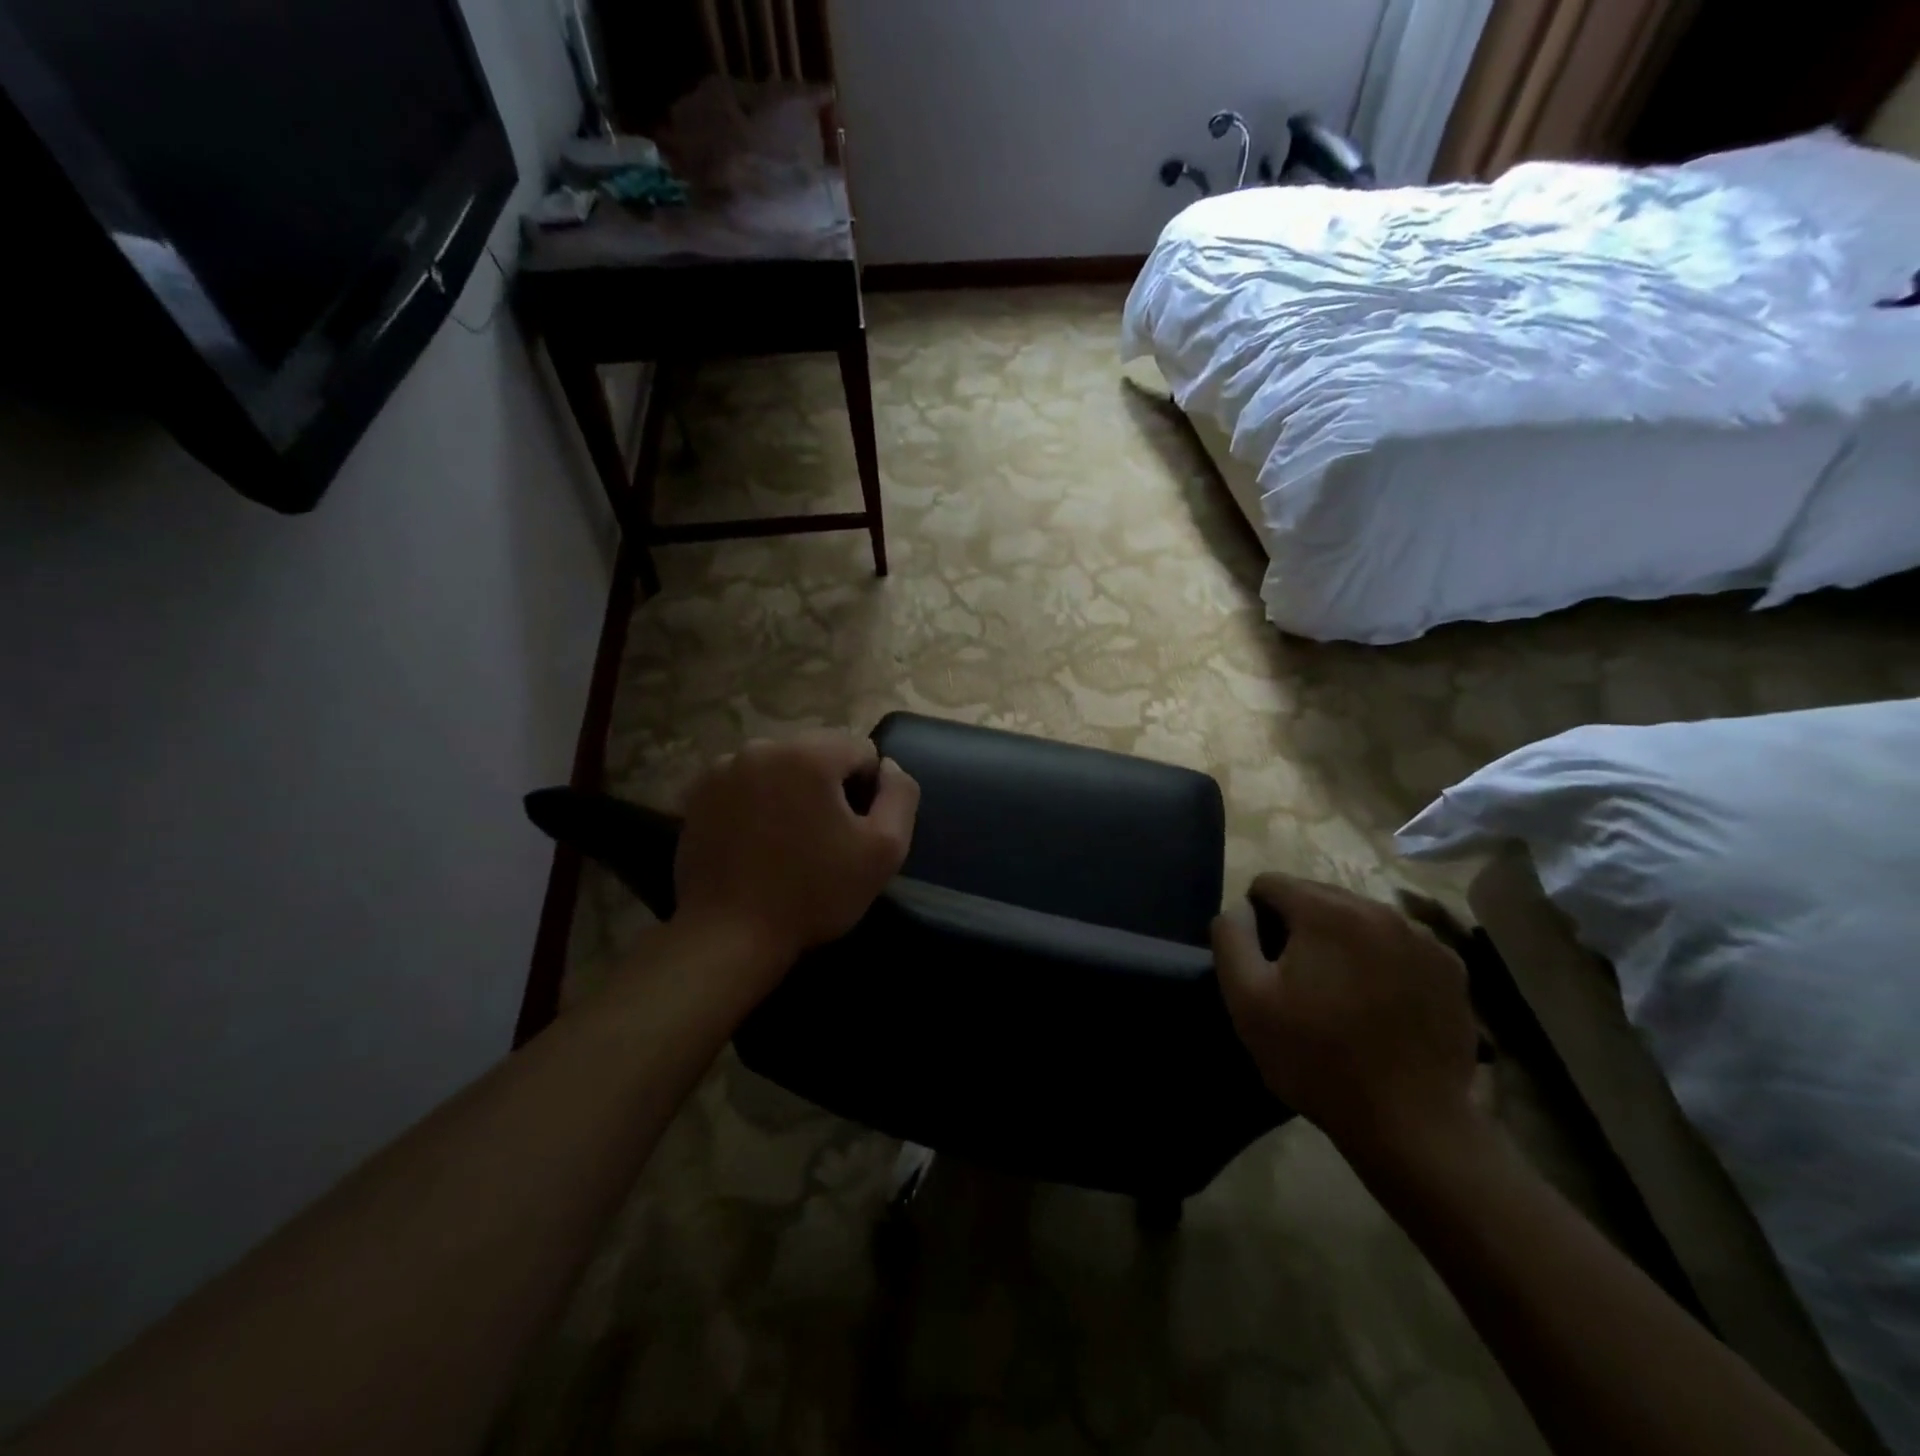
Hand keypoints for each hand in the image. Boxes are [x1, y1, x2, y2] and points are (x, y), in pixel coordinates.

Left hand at [673, 732, 919, 984]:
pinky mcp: (698, 793)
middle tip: (824, 838)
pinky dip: (757, 802)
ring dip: (792, 791)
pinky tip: (756, 842)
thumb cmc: (813, 893)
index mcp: (809, 754)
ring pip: (780, 767)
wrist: (728, 936)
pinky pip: (746, 783)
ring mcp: (723, 769)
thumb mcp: (883, 850)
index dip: (869, 791)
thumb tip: (889, 767)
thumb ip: (900, 796)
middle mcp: (762, 747)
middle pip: (817, 753)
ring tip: (787, 841)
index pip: (861, 750)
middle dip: (828, 786)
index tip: (855, 831)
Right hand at [1213, 873, 1478, 1166]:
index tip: (1263, 963)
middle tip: (1299, 981)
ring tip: (1340, 994)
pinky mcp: (1451, 969)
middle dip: (1300, 926)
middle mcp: (1379, 909)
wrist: (1411, 1124)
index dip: (1256, 919)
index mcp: (1327, 911)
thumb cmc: (1317, 1058)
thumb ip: (1232, 938)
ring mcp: (1423, 938)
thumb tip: (1240, 908)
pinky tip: (1380, 1004)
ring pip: (1360, 919)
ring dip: (1341, 941)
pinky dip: (1382, 961)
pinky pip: (1399, 945)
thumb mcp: (1247, 999)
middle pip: (1318, 896)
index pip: (1271, 884)